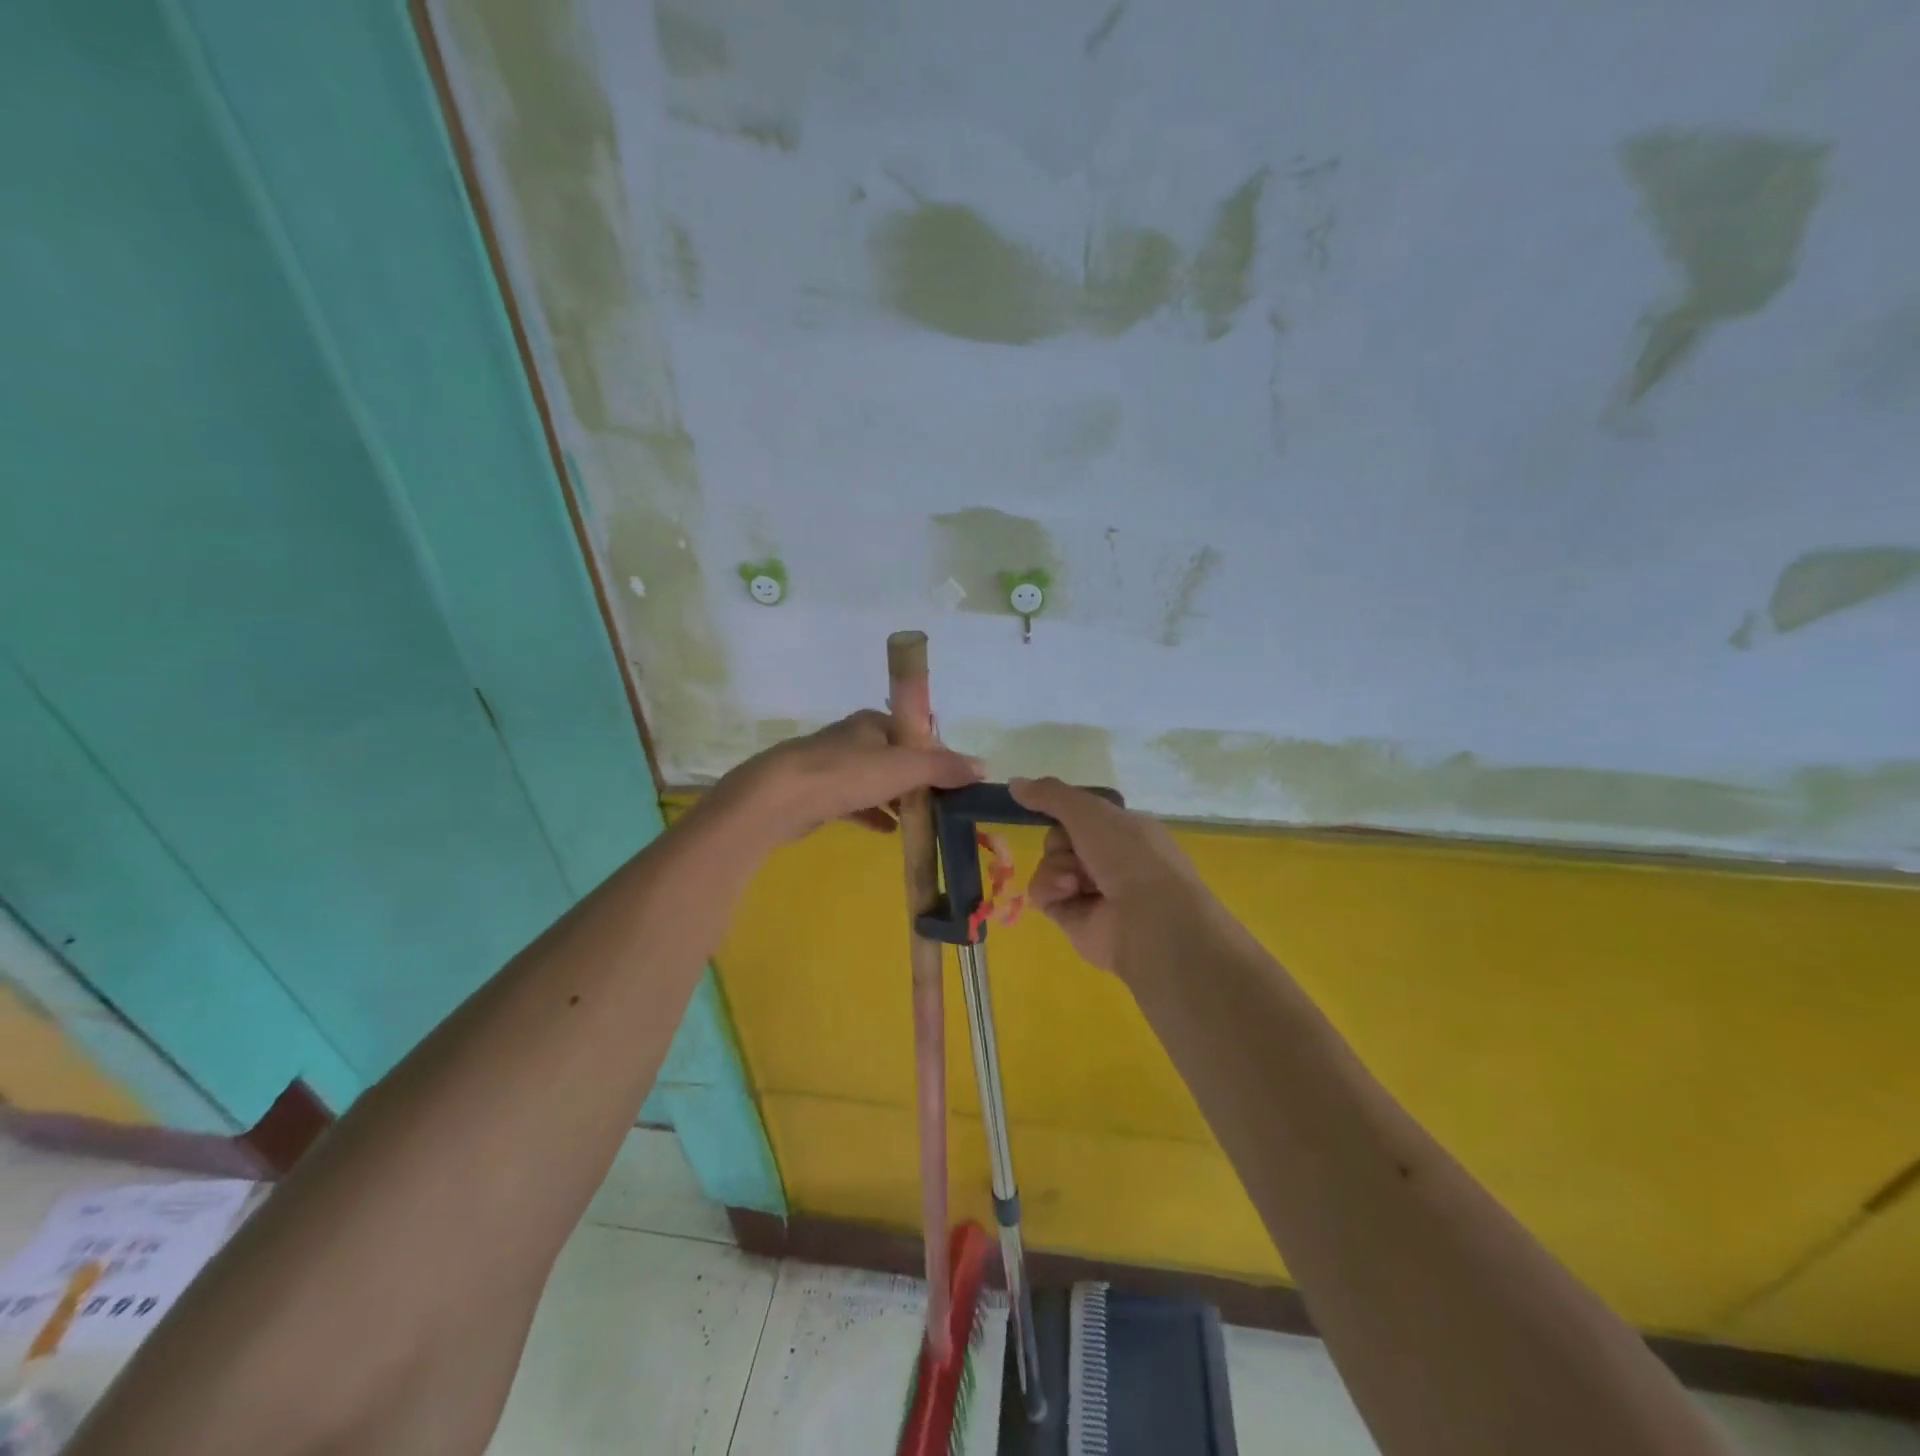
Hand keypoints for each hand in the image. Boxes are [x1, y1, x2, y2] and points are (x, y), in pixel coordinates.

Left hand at [719, 710, 984, 842]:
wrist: (779, 798)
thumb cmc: (845, 774)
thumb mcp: (903, 767)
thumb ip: (943, 767)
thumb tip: (984, 766)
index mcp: (872, 723)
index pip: (913, 733)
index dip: (935, 754)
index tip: (953, 781)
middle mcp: (853, 739)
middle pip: (894, 758)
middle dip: (917, 781)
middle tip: (940, 805)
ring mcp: (832, 767)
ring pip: (874, 782)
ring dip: (896, 799)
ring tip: (919, 821)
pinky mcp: (818, 794)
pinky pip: (854, 803)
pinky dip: (873, 815)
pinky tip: (888, 832)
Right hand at [1010, 776, 1220, 979]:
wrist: (1149, 919)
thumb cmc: (1129, 855)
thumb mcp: (1090, 812)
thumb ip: (1050, 794)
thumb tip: (1013, 782)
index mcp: (1125, 830)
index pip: (1082, 814)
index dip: (1064, 811)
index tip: (1046, 805)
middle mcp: (1110, 859)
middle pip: (1060, 839)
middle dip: (1061, 842)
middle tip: (1075, 849)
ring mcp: (1092, 891)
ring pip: (1049, 865)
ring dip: (1056, 867)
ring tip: (1075, 881)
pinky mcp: (1073, 919)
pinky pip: (1043, 894)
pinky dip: (1050, 890)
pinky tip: (1069, 894)